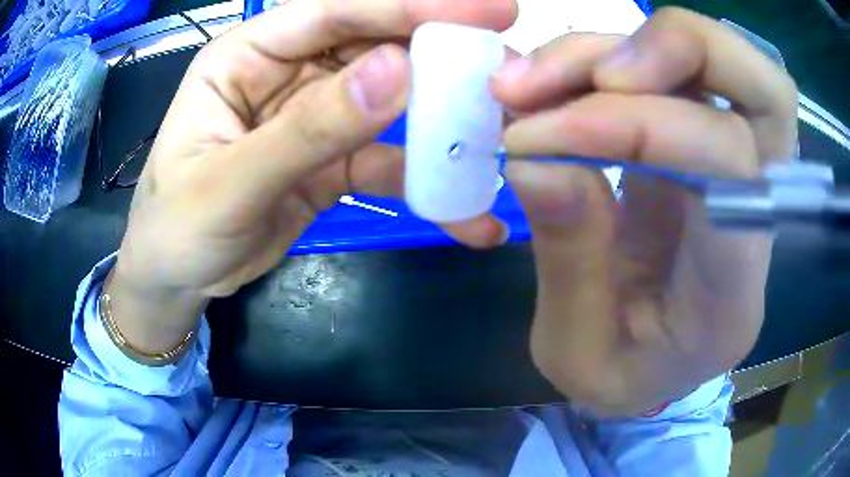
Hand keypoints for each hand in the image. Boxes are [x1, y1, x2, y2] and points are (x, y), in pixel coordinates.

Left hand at [108, 0, 517, 353]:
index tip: (480, 9)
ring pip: (391, 102)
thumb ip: (308, 129)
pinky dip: (427, 185)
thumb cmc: (177, 227)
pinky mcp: (332, 161)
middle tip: (507, 63)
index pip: (334, 11)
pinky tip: (468, 213)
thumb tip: (397, 73)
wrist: (178, 279)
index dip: (407, 5)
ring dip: (444, 117)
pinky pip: (388, 162)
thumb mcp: (229, 182)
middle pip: (373, 46)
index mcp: (247, 56)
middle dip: (440, 53)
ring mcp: (314, 116)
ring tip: (503, 130)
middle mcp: (287, 72)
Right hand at [490, 8, 797, 413]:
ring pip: (716, 60)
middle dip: (678, 51)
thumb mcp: (578, 353)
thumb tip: (536, 157)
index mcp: (735, 287)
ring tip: (530, 80)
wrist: (651, 366)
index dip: (644, 124)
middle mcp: (756, 211)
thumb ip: (568, 261)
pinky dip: (606, 58)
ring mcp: (735, 164)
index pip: (732, 166)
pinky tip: (548, 83)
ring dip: (618, 47)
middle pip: (766, 89)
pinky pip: (670, 69)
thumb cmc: (622, 377)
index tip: (544, 134)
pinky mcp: (699, 139)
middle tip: (591, 73)